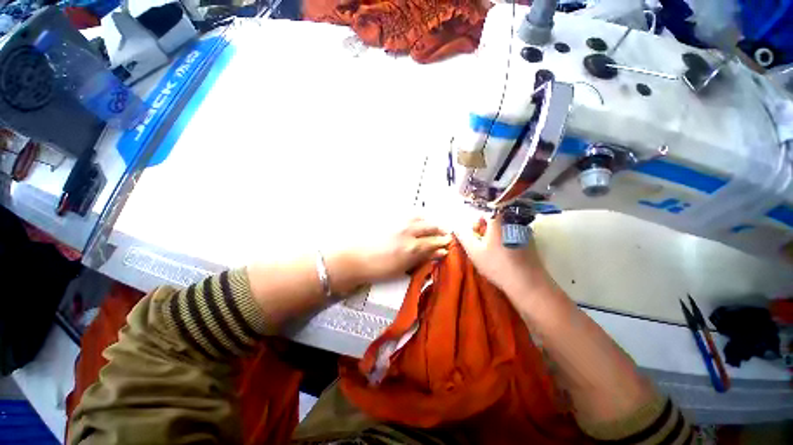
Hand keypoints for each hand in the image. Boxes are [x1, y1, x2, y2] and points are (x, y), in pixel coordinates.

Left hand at [330, 217, 451, 290]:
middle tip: (443, 235)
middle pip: (431, 227)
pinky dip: (418, 217)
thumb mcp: (402, 268)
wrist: (352, 257)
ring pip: (421, 217)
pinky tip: (417, 221)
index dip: (443, 243)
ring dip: (429, 222)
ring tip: (431, 227)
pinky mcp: (390, 216)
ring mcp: (399, 221)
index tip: (448, 244)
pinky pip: (409, 213)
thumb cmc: (377, 268)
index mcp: (412, 247)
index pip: (434, 242)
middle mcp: (409, 231)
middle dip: (439, 231)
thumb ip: (421, 258)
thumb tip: (439, 253)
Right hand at [455, 214, 551, 299]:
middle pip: (495, 218)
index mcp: (498, 220)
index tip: (475, 234)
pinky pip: (514, 233)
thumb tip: (456, 226)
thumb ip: (463, 236)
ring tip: (493, 250)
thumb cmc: (497, 265)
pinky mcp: (531, 240)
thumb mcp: (474, 251)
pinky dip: (507, 239)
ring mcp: (524, 230)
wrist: (527, 283)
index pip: (485, 211)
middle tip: (483, 244)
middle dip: (486, 228)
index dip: (477, 222)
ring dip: (496, 234)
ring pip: (505, 226)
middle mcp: (512, 220)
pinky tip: (505, 254)